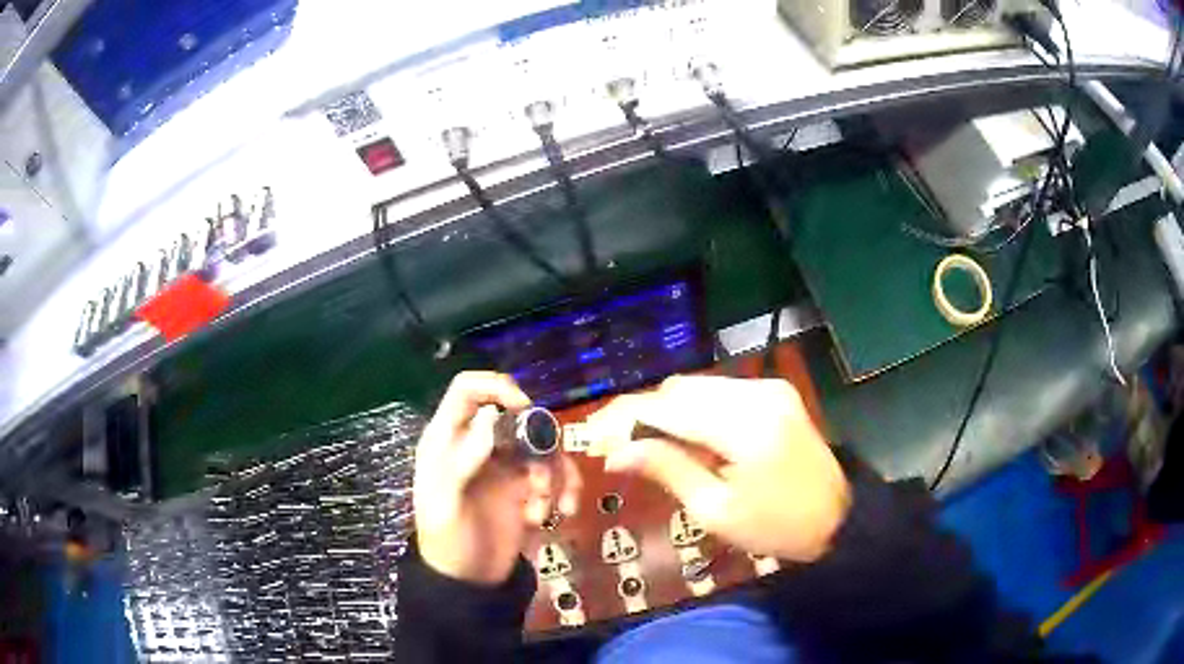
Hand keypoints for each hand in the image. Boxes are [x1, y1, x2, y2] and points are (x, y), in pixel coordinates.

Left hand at [413, 372, 581, 584]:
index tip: (525, 408)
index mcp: (448, 440)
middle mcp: (479, 445)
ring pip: (543, 446)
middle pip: (518, 417)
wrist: (469, 583)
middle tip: (540, 478)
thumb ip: (464, 461)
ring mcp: (506, 467)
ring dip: (554, 474)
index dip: (496, 387)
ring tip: (546, 509)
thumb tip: (490, 418)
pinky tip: (557, 514)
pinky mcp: (527, 488)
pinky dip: (564, 490)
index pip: (467, 390)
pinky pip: (557, 474)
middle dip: (538, 444)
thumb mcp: (447, 504)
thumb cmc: (448, 542)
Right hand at [587, 376, 849, 562]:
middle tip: (614, 444)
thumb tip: (615, 453)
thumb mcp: (715, 511)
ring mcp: (769, 388)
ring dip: (665, 410)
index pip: (667, 409)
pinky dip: (693, 410)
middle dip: (641, 413)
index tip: (592, 437)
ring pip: (697, 387)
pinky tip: (682, 435)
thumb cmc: (775, 527)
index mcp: (743, 428)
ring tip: (643, 443)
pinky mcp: (775, 392)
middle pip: (679, 390)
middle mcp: (756, 393)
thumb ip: (667, 470)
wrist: (838, 517)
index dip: (624, 420)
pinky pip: (720, 392)